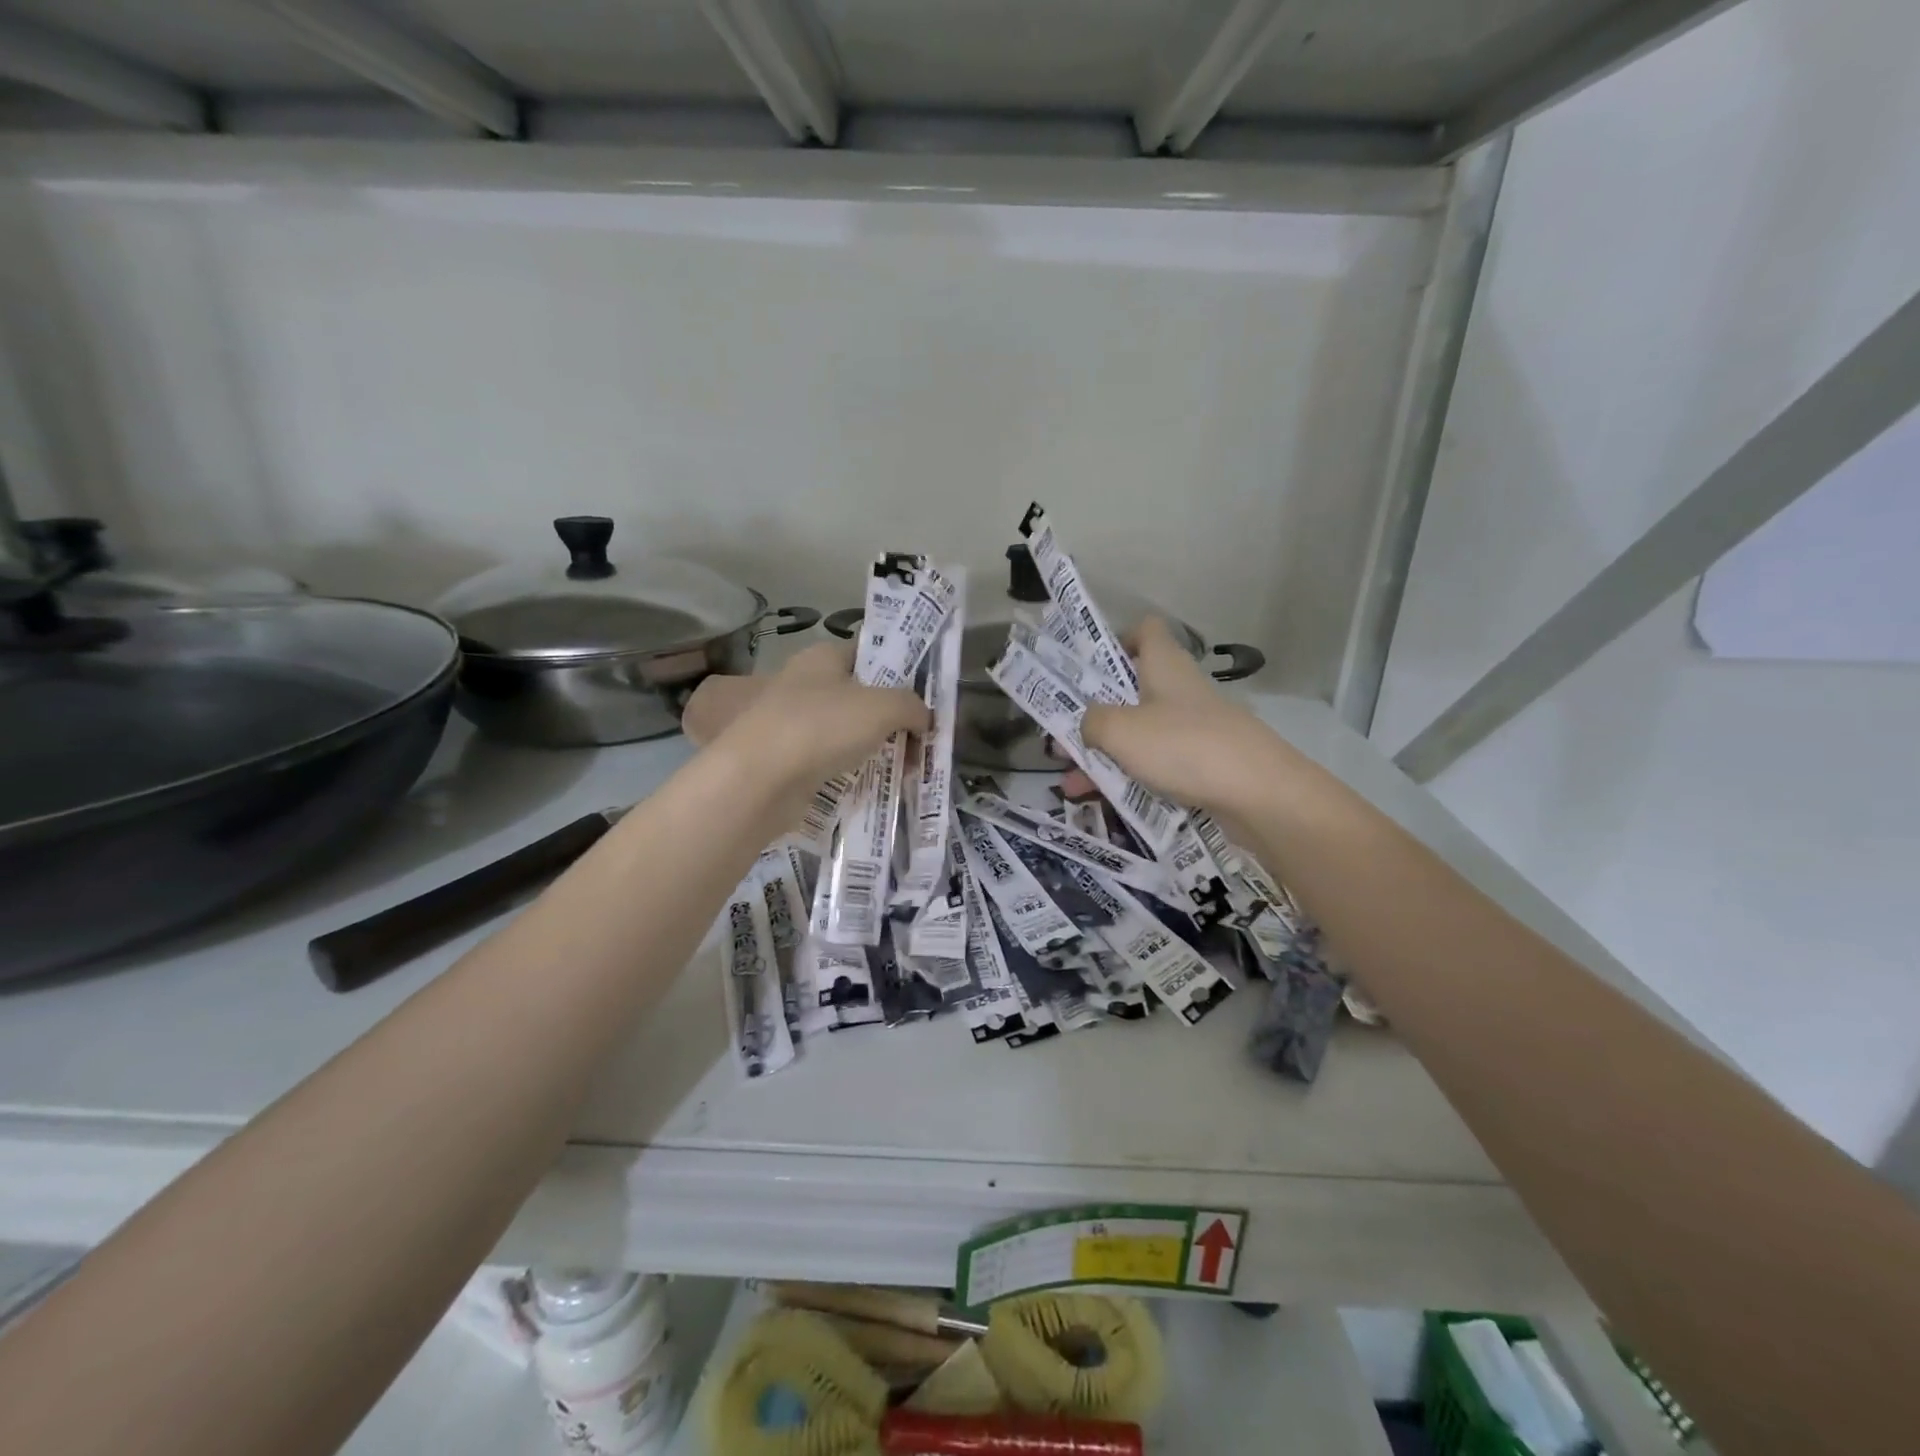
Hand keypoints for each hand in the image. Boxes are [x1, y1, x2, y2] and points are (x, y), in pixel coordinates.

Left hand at [702, 642, 927, 818]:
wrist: (759, 779)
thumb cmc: (821, 726)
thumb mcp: (882, 707)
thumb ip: (912, 706)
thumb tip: (926, 719)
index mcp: (823, 657)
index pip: (870, 652)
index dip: (901, 669)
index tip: (928, 694)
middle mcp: (806, 683)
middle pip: (863, 695)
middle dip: (895, 716)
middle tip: (923, 738)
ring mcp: (794, 723)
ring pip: (849, 730)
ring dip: (877, 746)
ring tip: (907, 768)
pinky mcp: (789, 759)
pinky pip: (833, 760)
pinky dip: (855, 769)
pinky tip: (877, 784)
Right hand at [1073, 617, 1278, 815]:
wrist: (1261, 795)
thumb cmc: (1184, 747)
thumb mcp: (1120, 730)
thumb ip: (1091, 721)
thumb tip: (1088, 724)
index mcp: (1164, 666)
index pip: (1145, 631)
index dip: (1117, 641)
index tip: (1088, 669)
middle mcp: (1180, 691)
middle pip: (1133, 690)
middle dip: (1096, 715)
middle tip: (1063, 739)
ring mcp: (1195, 729)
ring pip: (1141, 734)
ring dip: (1106, 755)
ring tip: (1071, 784)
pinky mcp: (1205, 764)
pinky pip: (1158, 765)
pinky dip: (1131, 778)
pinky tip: (1105, 802)